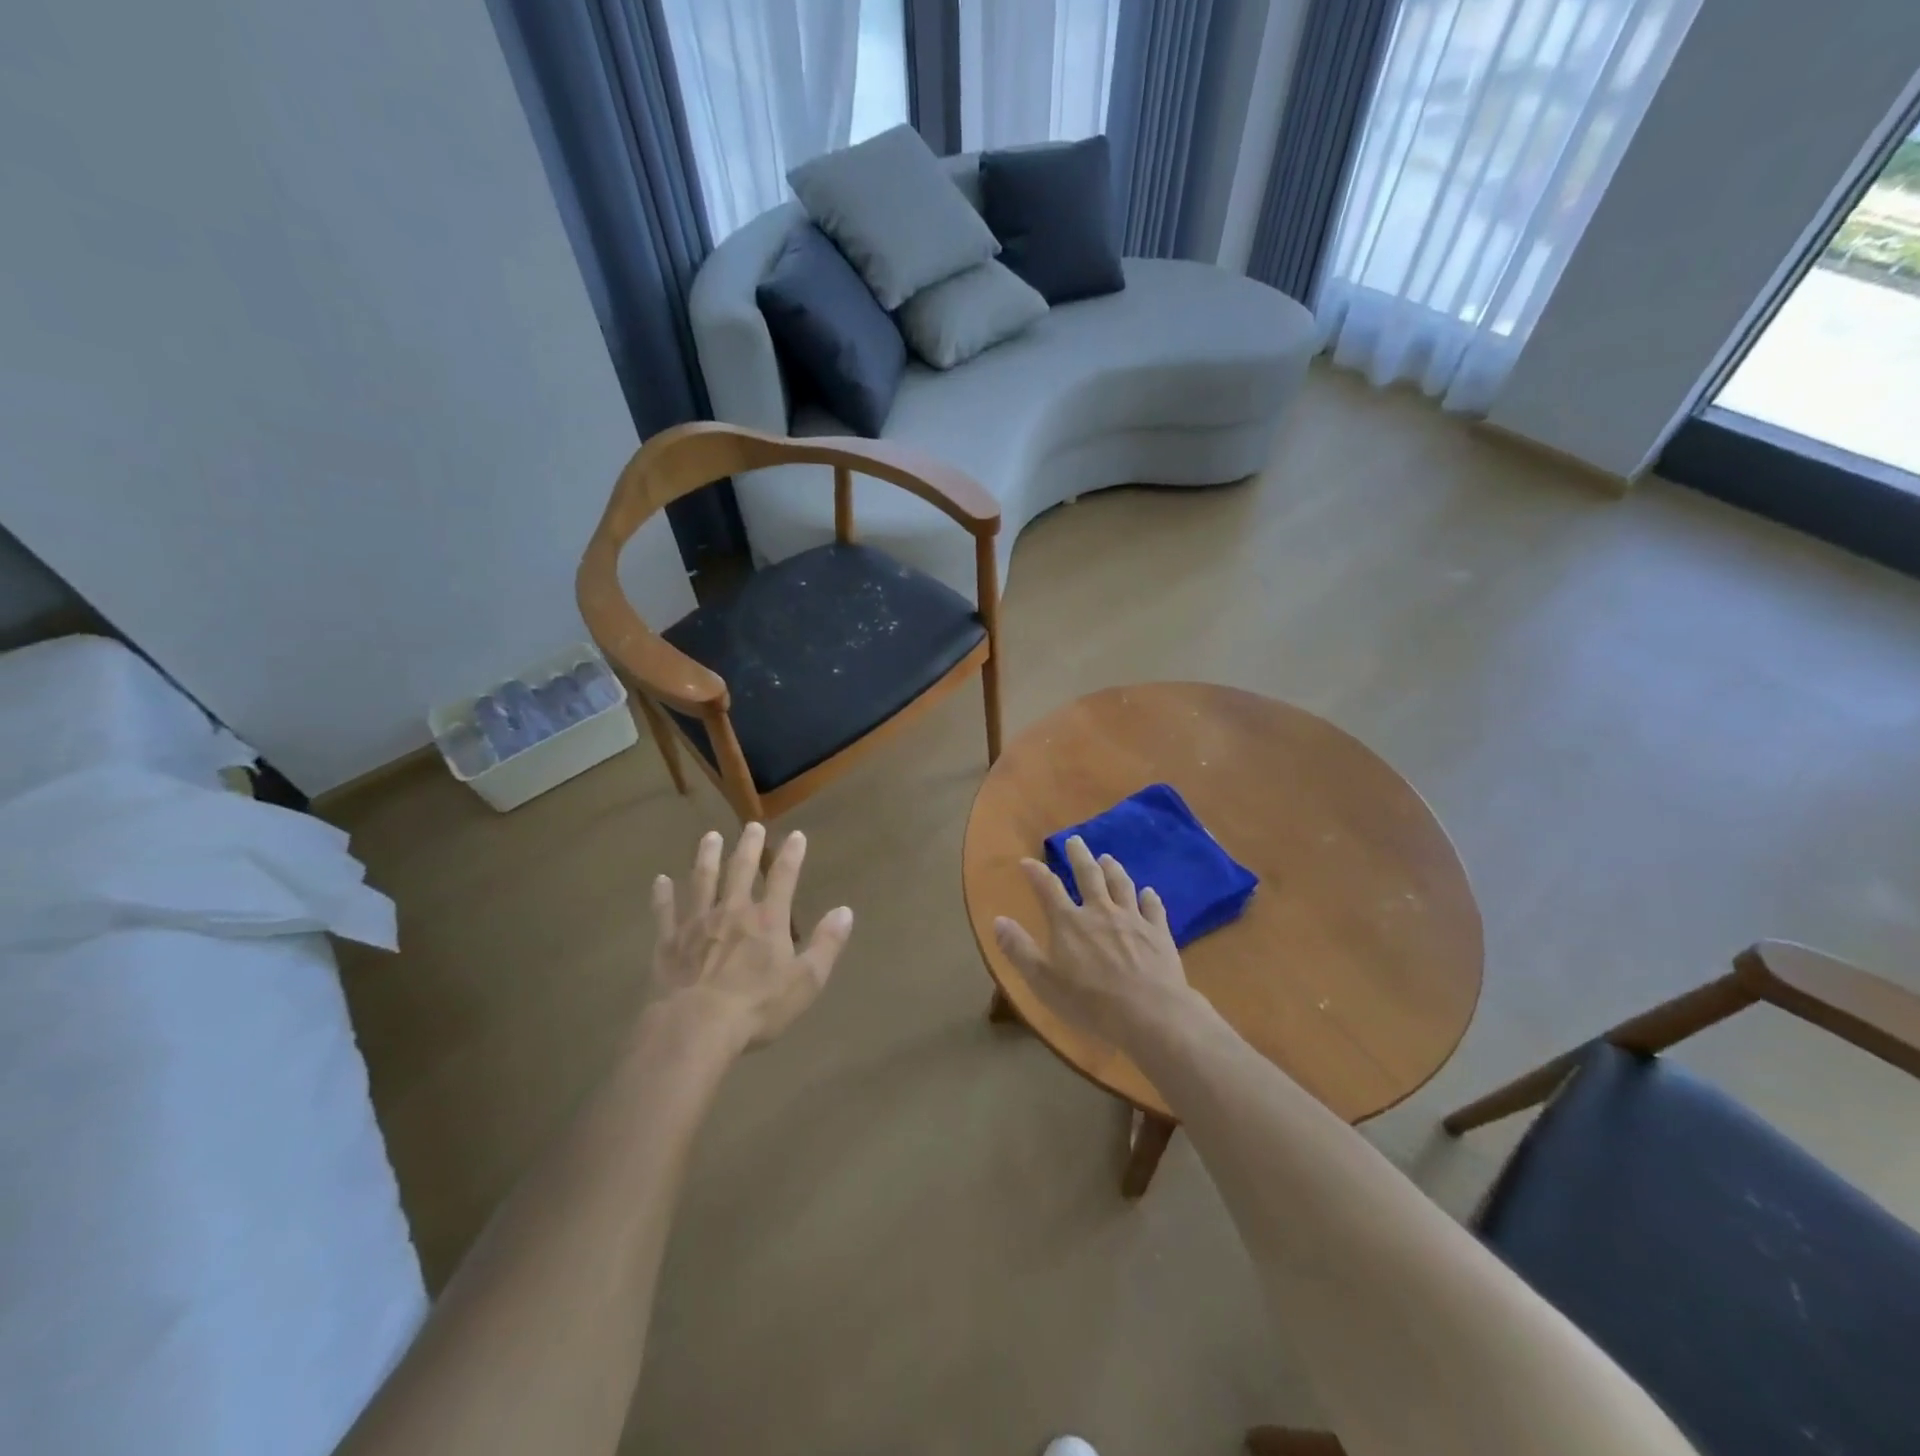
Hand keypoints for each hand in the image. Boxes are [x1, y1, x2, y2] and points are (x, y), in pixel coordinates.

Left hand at [649, 824, 852, 1047]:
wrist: (695, 1027)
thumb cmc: (757, 1006)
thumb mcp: (806, 981)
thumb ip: (826, 944)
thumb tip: (845, 911)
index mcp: (767, 921)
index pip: (784, 878)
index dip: (792, 855)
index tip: (796, 835)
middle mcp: (732, 911)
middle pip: (740, 870)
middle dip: (749, 846)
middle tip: (751, 825)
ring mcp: (697, 924)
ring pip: (702, 881)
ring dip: (706, 857)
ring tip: (710, 837)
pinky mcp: (668, 943)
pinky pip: (665, 913)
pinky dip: (662, 896)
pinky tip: (660, 881)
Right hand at [992, 835, 1189, 1045]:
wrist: (1149, 1013)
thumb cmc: (1089, 1002)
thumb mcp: (1043, 980)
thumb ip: (1019, 949)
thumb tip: (998, 920)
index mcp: (1069, 922)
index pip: (1048, 888)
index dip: (1036, 873)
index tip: (1027, 862)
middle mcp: (1100, 911)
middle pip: (1089, 875)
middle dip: (1079, 856)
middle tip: (1075, 840)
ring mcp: (1132, 919)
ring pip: (1121, 885)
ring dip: (1113, 869)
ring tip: (1107, 858)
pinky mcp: (1158, 933)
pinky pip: (1153, 908)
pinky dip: (1149, 897)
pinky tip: (1148, 892)